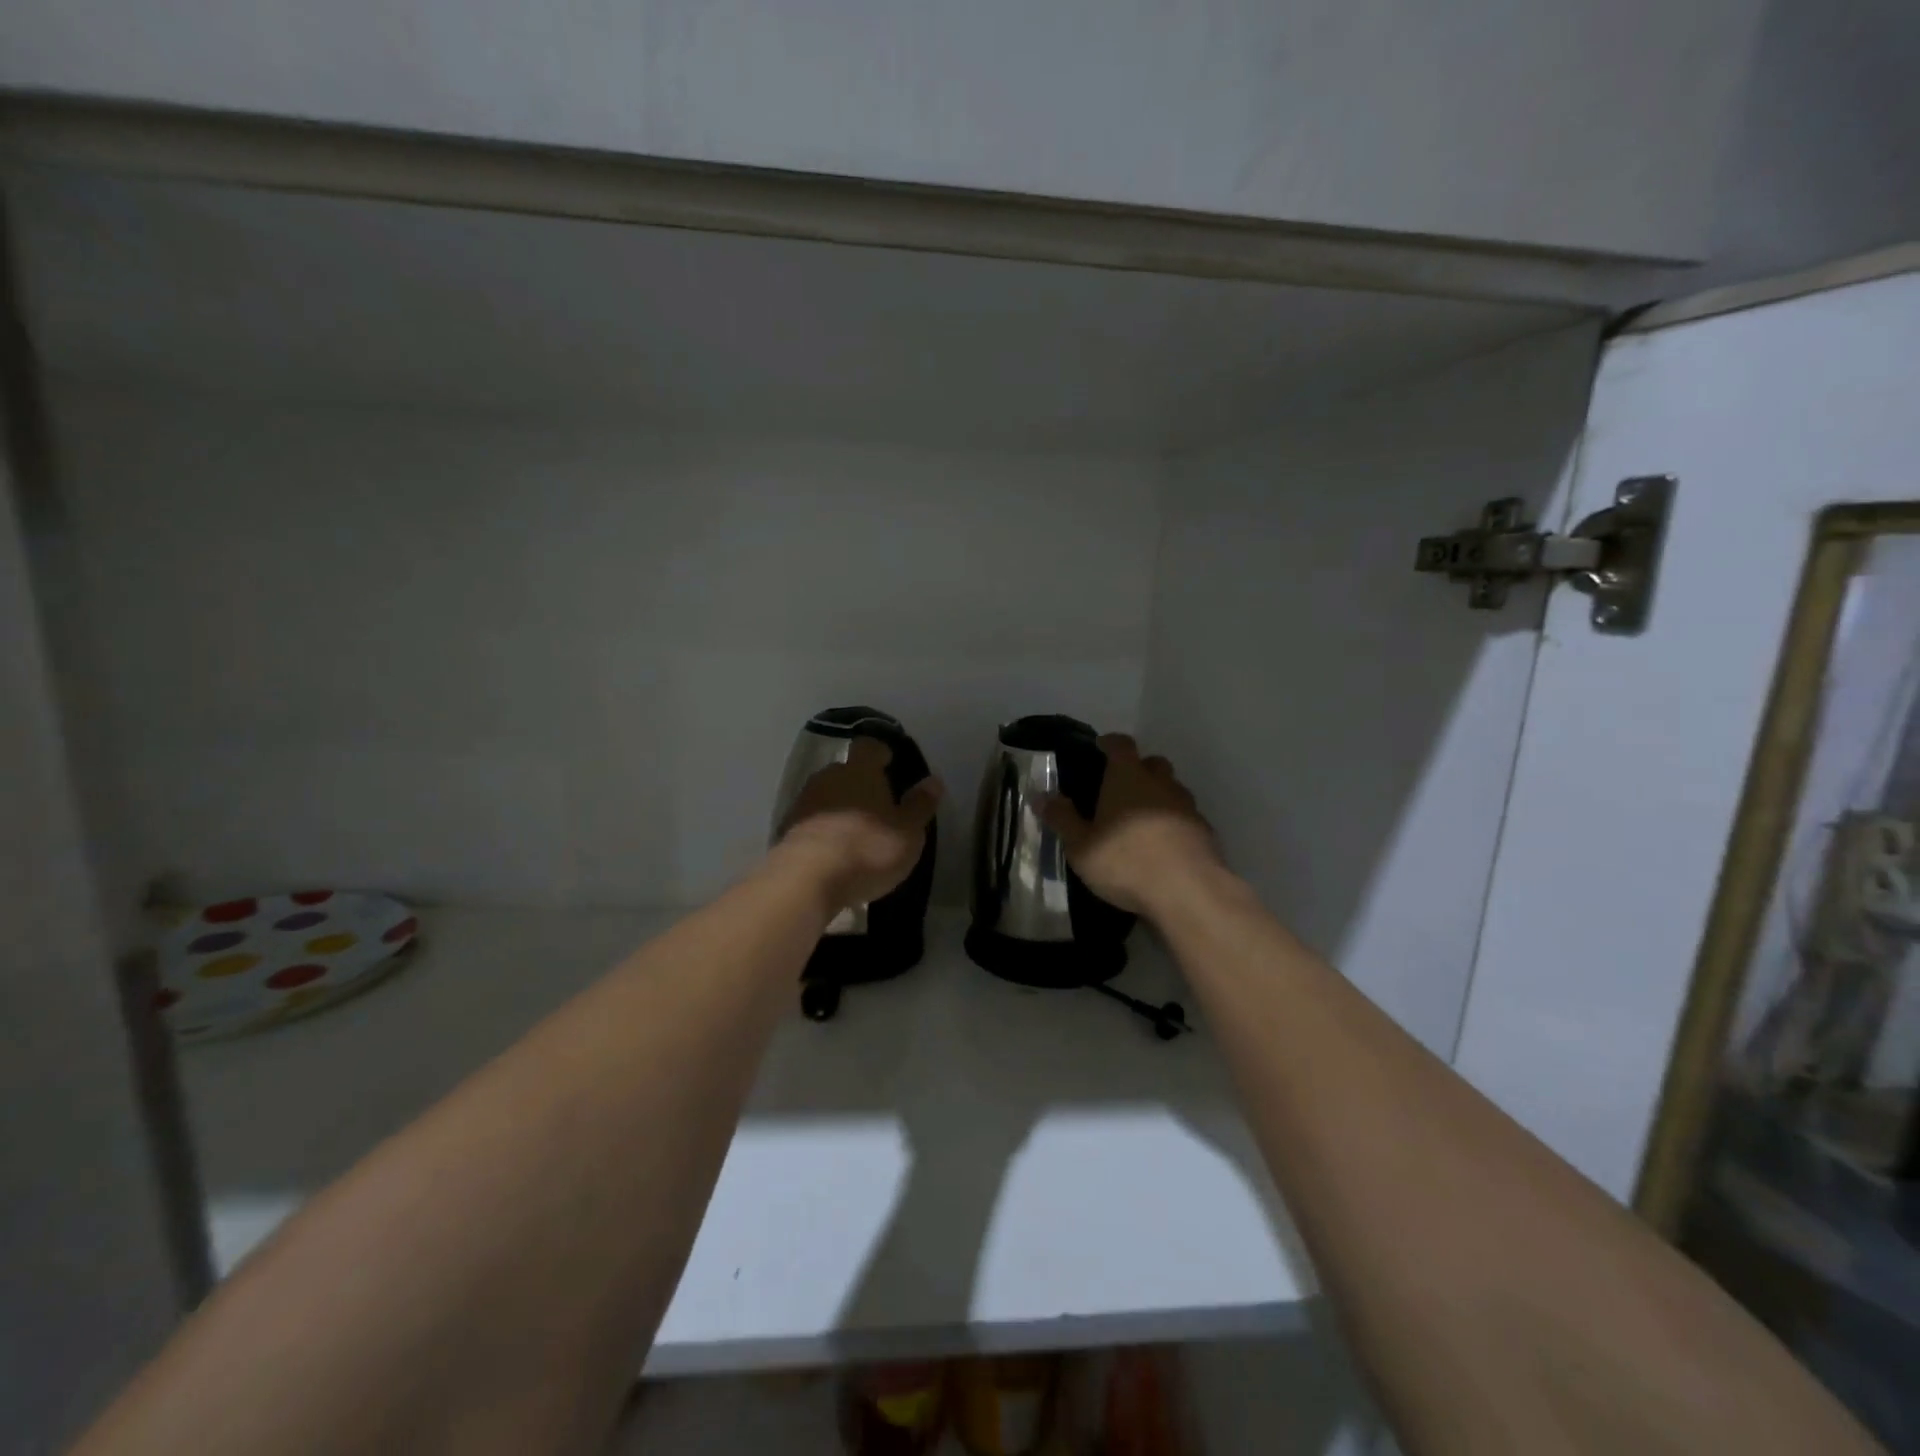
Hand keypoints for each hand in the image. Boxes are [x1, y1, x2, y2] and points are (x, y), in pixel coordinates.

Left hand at [774, 737, 942, 915]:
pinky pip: (812, 822)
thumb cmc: (867, 849)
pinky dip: (823, 830)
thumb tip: (933, 781)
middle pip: (845, 771)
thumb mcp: (907, 832)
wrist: (806, 880)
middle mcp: (828, 778)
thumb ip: (920, 805)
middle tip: (877, 804)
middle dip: (859, 783)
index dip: (880, 753)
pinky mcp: (787, 830)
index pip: (869, 747)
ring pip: (826, 796)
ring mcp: (803, 803)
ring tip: (855, 831)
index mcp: (860, 771)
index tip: (889, 763)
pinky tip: (833, 851)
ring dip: (840, 807)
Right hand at [1041, 734, 1225, 917]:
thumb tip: (1040, 795)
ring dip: (1158, 797)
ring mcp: (1187, 807)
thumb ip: (1061, 818)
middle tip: (1120, 788)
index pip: (1121, 745)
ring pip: (1172, 790)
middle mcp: (1161, 784)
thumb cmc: (1126, 862)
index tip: (1101, 747)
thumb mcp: (1081, 846)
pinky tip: (1163, 846)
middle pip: (1153, 763)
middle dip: (1138, 769)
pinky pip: (1185, 818)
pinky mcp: (1205, 832)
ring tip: (1140, 821)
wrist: (1188, 892)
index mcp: (1128, 778)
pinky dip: (1173, 823)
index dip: (1110, 743)